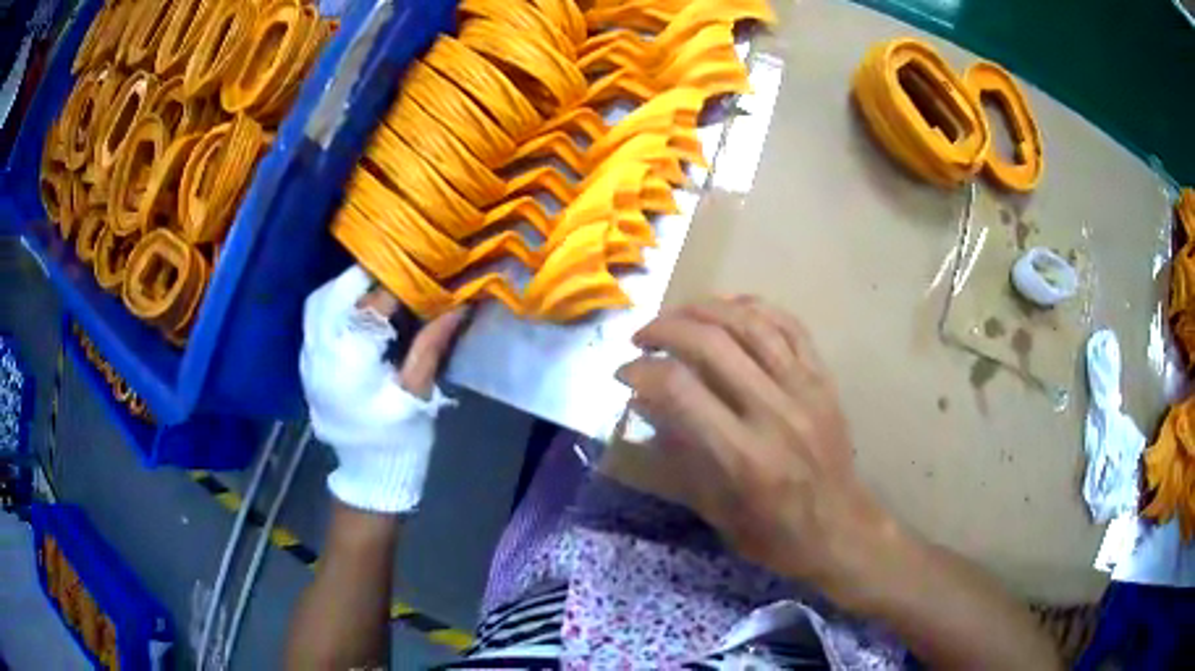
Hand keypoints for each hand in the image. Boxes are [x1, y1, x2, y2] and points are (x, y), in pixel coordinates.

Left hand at [301, 265, 465, 513]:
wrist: (368, 473)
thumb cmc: (397, 437)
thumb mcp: (418, 393)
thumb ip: (432, 345)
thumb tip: (459, 304)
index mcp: (349, 360)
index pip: (371, 304)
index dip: (398, 282)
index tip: (422, 265)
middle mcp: (320, 352)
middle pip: (335, 293)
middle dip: (366, 275)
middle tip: (397, 266)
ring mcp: (308, 357)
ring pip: (318, 301)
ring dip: (346, 285)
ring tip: (376, 280)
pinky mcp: (308, 363)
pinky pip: (313, 318)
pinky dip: (333, 300)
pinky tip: (355, 302)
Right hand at [616, 296, 894, 596]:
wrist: (841, 530)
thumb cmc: (773, 533)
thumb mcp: (714, 509)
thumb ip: (678, 453)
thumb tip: (643, 401)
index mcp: (743, 456)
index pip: (680, 389)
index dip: (642, 371)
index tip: (624, 372)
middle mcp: (774, 413)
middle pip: (712, 344)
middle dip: (666, 329)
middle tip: (643, 337)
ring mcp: (805, 390)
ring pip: (751, 324)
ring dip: (705, 309)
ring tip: (678, 314)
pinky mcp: (824, 380)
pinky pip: (790, 326)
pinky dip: (754, 307)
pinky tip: (729, 308)